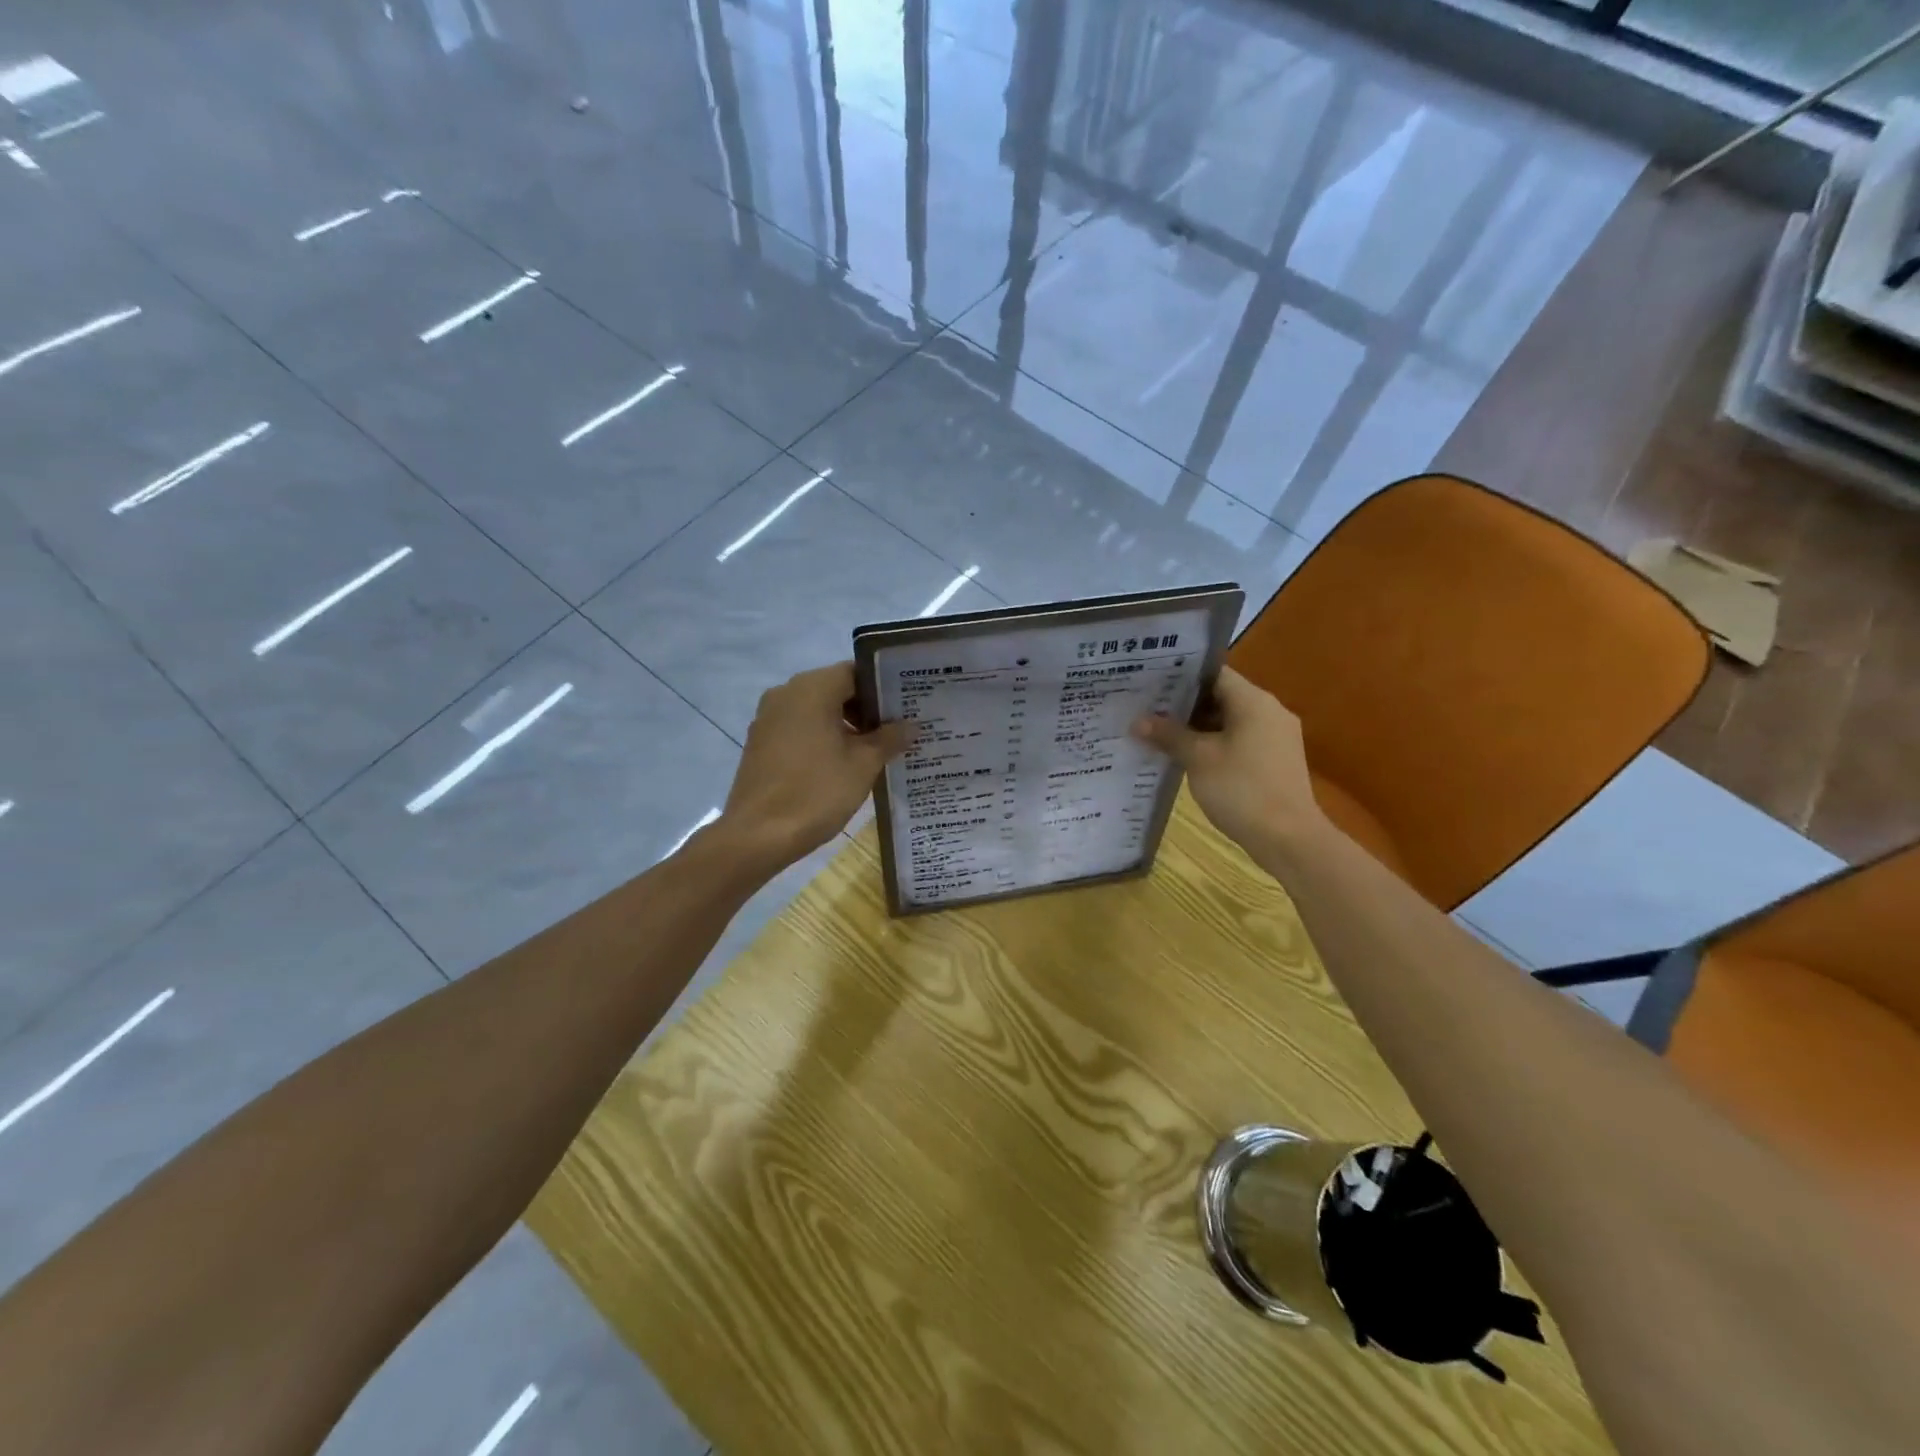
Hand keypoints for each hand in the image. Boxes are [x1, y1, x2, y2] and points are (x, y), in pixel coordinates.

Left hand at [714, 663, 910, 869]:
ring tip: (875, 750)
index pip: (855, 672)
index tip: (906, 707)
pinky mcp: (760, 742)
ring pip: (816, 710)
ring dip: (845, 725)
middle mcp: (786, 693)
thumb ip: (889, 738)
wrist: (758, 835)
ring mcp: (768, 718)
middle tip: (897, 730)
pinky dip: (822, 738)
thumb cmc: (816, 792)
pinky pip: (799, 728)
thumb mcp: (863, 765)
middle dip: (866, 709)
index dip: (883, 689)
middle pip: (835, 689)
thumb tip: (910, 725)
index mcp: (812, 689)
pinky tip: (842, 764)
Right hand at [1131, 667, 1327, 854]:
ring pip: (1229, 721)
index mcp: (1253, 701)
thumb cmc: (1241, 789)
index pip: (1213, 674)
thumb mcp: (1198, 759)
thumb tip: (1138, 721)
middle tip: (1147, 709)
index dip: (1180, 676)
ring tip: (1159, 733)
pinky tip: (1187, 757)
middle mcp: (1269, 712)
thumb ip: (1169, 735)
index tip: (1150, 683)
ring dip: (1197, 727)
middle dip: (1184, 705)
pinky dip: (1214, 744)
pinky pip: (1239, 741)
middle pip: (1221, 697)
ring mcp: (1276, 737)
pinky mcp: (1275, 761)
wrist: (1289, 839)